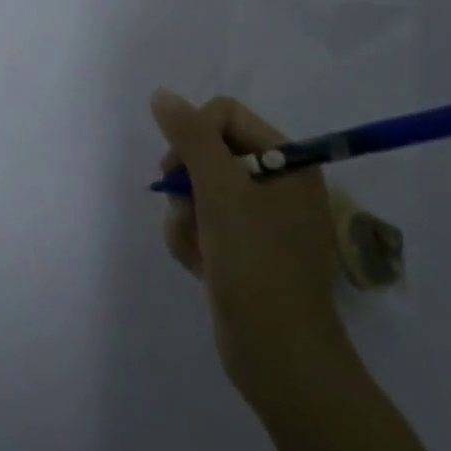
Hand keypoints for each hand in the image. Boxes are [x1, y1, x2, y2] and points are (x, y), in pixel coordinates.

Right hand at [153, 91, 353, 412]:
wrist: (279, 355)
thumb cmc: (256, 262)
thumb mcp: (220, 190)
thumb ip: (189, 136)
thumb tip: (162, 95)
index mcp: (288, 162)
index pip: (224, 115)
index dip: (194, 134)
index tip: (181, 169)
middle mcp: (276, 184)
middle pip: (206, 152)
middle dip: (187, 183)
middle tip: (189, 210)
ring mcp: (259, 219)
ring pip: (196, 189)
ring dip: (185, 217)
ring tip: (199, 249)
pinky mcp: (242, 248)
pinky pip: (201, 222)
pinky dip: (192, 240)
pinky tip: (202, 267)